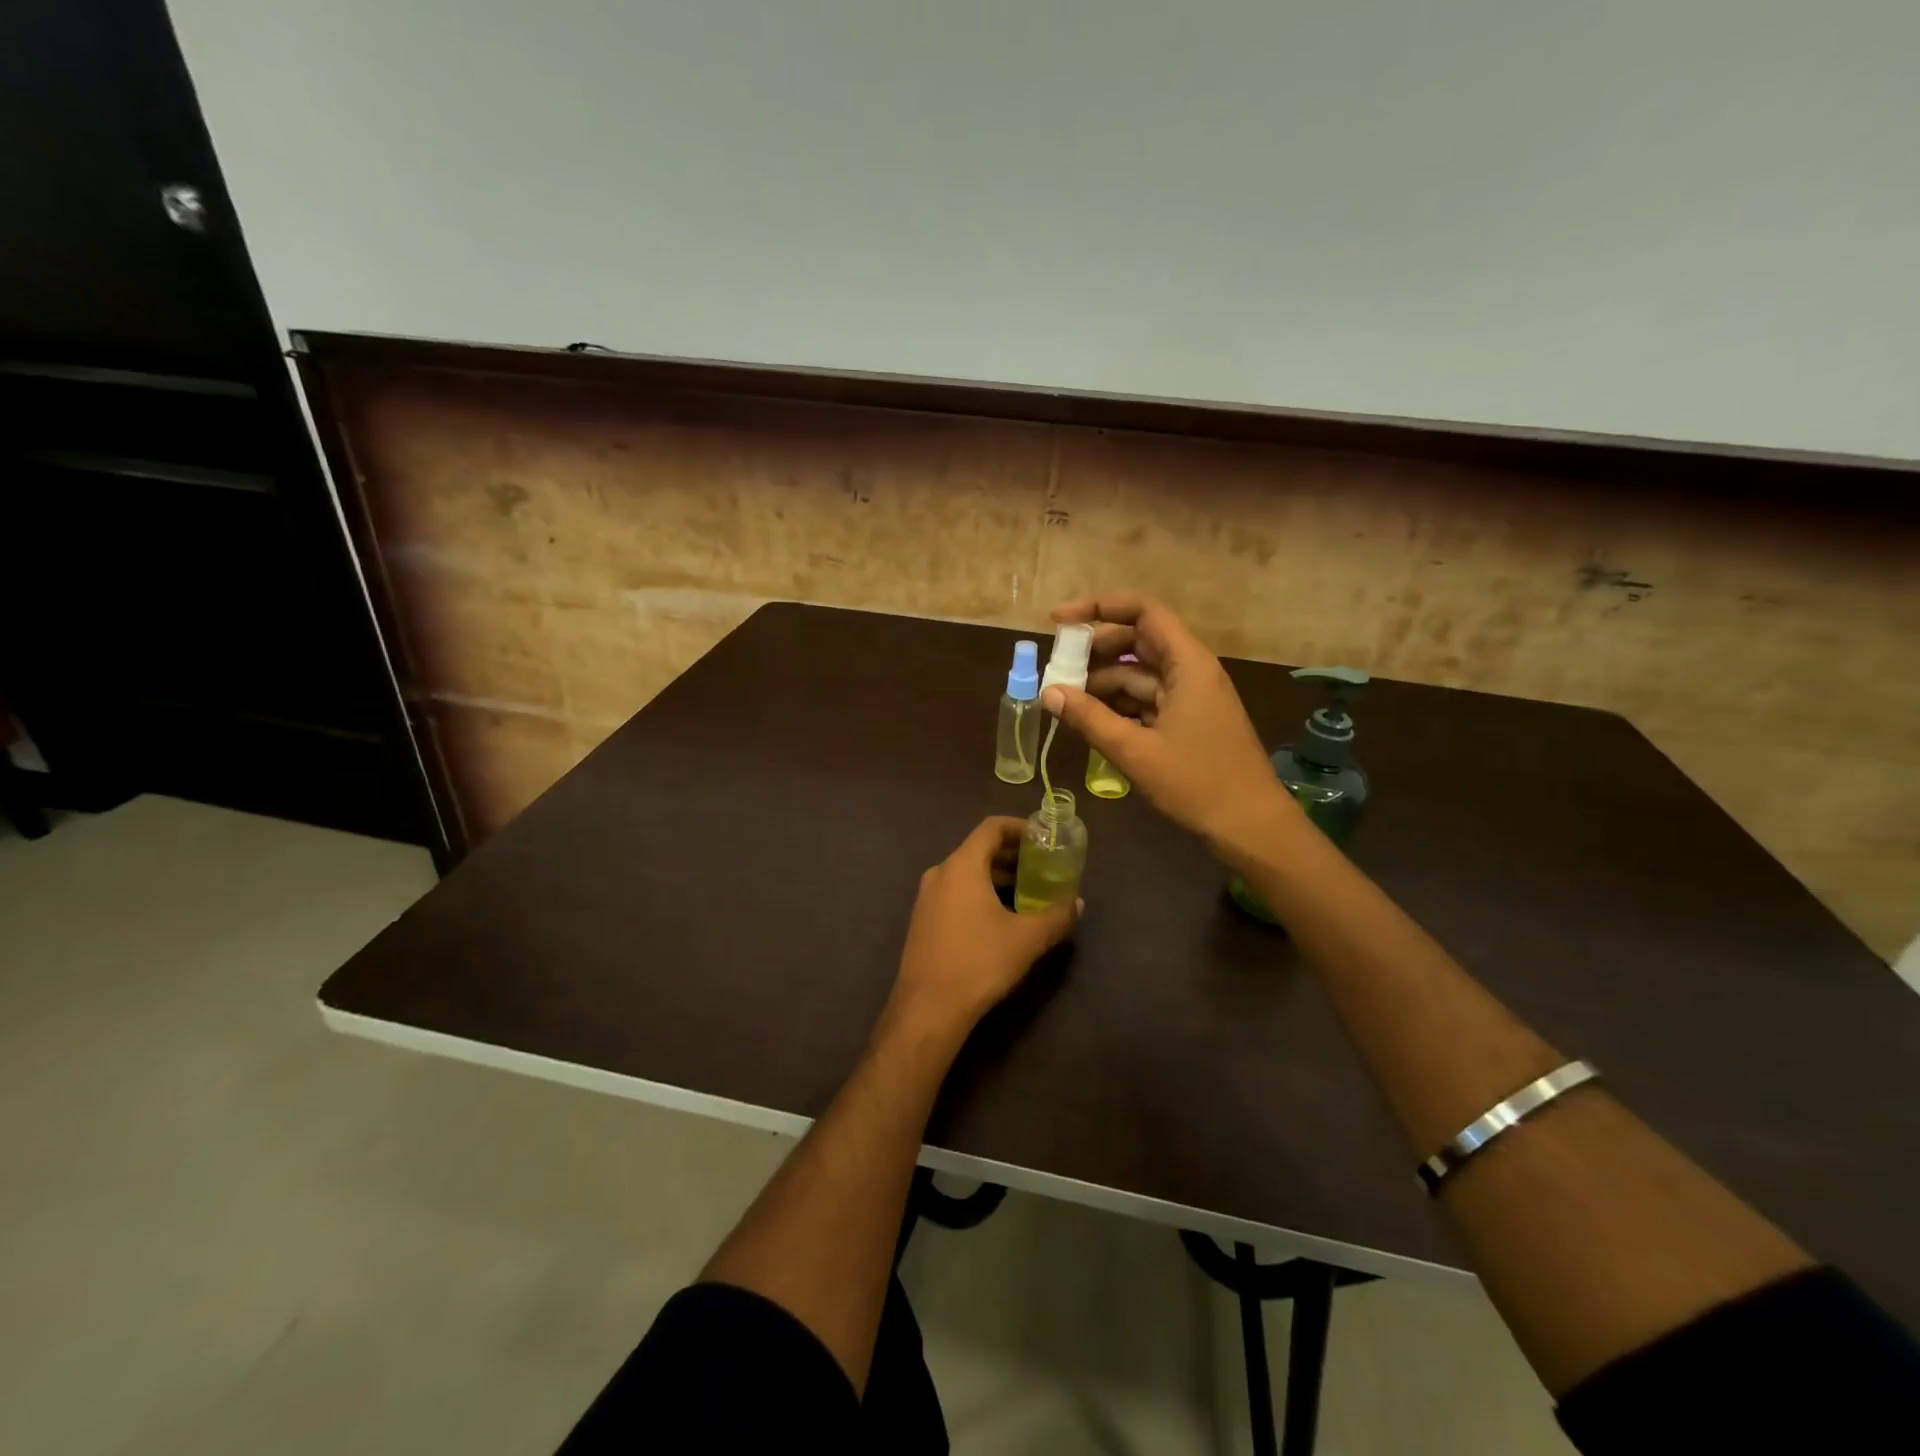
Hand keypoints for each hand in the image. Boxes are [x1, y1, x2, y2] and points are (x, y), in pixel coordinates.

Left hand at [886, 817, 1079, 1039]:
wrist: (928, 1007)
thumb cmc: (979, 962)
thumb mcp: (1027, 939)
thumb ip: (1056, 916)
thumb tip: (1078, 903)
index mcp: (962, 866)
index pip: (991, 828)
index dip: (1019, 827)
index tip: (1043, 838)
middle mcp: (940, 873)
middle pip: (979, 849)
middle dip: (1012, 854)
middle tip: (1042, 866)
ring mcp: (927, 897)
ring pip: (967, 873)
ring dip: (997, 876)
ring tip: (1027, 892)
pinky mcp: (923, 920)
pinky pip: (955, 892)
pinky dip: (980, 892)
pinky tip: (1001, 917)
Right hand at [1043, 591, 1295, 851]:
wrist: (1251, 827)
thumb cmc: (1197, 783)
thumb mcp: (1135, 751)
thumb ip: (1090, 718)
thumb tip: (1049, 692)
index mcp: (1187, 663)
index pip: (1142, 611)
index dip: (1099, 607)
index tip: (1059, 621)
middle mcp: (1190, 670)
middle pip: (1137, 640)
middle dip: (1095, 650)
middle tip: (1057, 668)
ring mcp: (1191, 697)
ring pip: (1139, 674)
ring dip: (1103, 682)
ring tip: (1065, 699)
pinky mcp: (1188, 721)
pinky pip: (1147, 699)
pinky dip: (1118, 705)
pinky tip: (1091, 720)